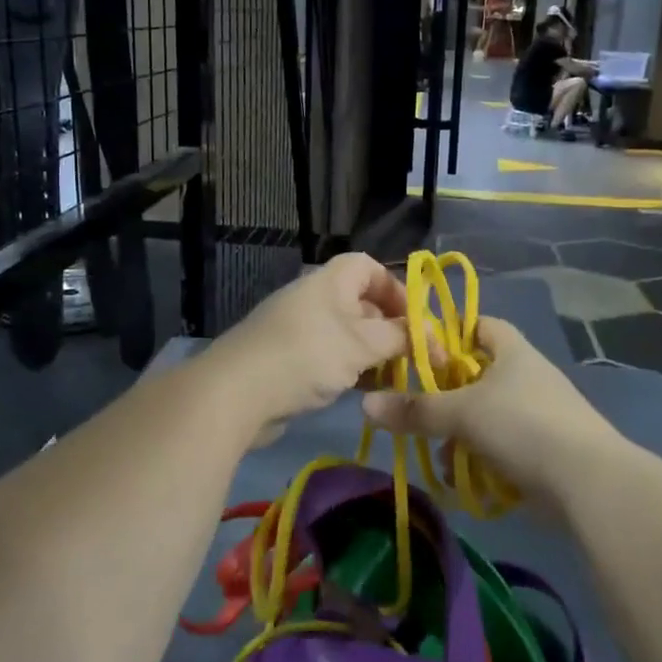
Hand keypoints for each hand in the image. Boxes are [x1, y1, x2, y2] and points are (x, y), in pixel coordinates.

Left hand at [214, 254, 409, 440]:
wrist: (235, 393)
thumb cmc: (307, 355)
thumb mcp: (362, 344)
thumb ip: (400, 336)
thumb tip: (426, 334)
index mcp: (330, 281)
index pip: (369, 267)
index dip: (396, 288)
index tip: (416, 319)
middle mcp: (315, 299)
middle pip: (363, 304)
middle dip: (392, 329)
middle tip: (416, 358)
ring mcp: (299, 331)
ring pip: (349, 336)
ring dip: (374, 355)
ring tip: (398, 380)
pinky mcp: (289, 362)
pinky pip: (330, 359)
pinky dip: (351, 371)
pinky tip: (366, 394)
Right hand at [360, 317, 625, 507]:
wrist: (588, 481)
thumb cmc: (523, 425)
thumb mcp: (462, 413)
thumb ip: (415, 410)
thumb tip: (365, 404)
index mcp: (513, 350)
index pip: (479, 325)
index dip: (450, 333)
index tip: (420, 352)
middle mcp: (527, 375)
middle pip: (478, 375)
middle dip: (447, 397)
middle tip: (419, 412)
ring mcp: (540, 414)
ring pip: (487, 416)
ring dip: (462, 435)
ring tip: (441, 455)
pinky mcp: (546, 450)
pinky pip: (503, 447)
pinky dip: (483, 460)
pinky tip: (466, 479)